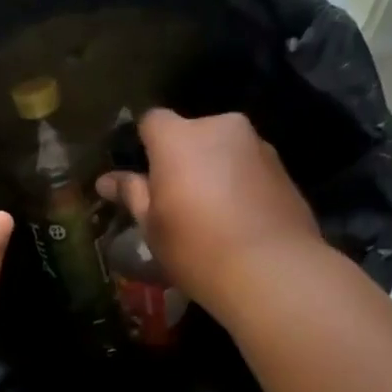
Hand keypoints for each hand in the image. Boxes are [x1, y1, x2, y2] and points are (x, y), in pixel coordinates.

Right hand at [96, 109, 324, 317]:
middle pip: (193, 133)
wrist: (272, 271)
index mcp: (179, 137)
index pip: (152, 120)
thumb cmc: (197, 248)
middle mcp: (221, 128)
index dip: (145, 145)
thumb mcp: (153, 226)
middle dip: (185, 158)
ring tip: (215, 215)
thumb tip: (106, 180)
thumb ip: (132, 194)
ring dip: (216, 170)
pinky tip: (242, 221)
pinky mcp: (285, 170)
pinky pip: (251, 169)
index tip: (145, 177)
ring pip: (225, 150)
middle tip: (179, 200)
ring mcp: (258, 146)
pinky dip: (242, 185)